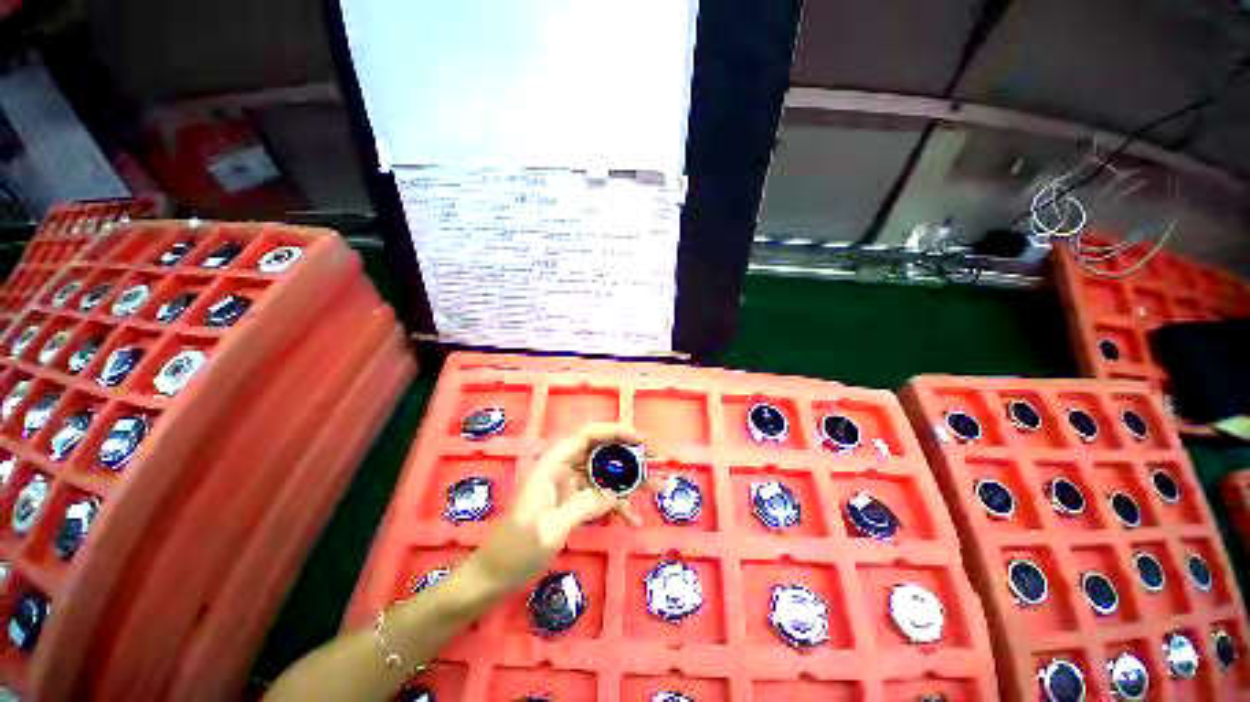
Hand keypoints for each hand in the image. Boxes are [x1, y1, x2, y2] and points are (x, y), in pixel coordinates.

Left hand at [462, 423, 647, 597]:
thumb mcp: (550, 529)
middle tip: (656, 464)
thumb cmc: (514, 551)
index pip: (587, 435)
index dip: (615, 431)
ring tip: (657, 490)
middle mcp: (562, 469)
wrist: (492, 578)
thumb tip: (616, 492)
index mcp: (552, 465)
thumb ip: (584, 505)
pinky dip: (617, 505)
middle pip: (601, 452)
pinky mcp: (572, 503)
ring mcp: (568, 487)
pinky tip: (633, 520)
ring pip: (604, 474)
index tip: (641, 440)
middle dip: (629, 457)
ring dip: (630, 482)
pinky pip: (600, 497)